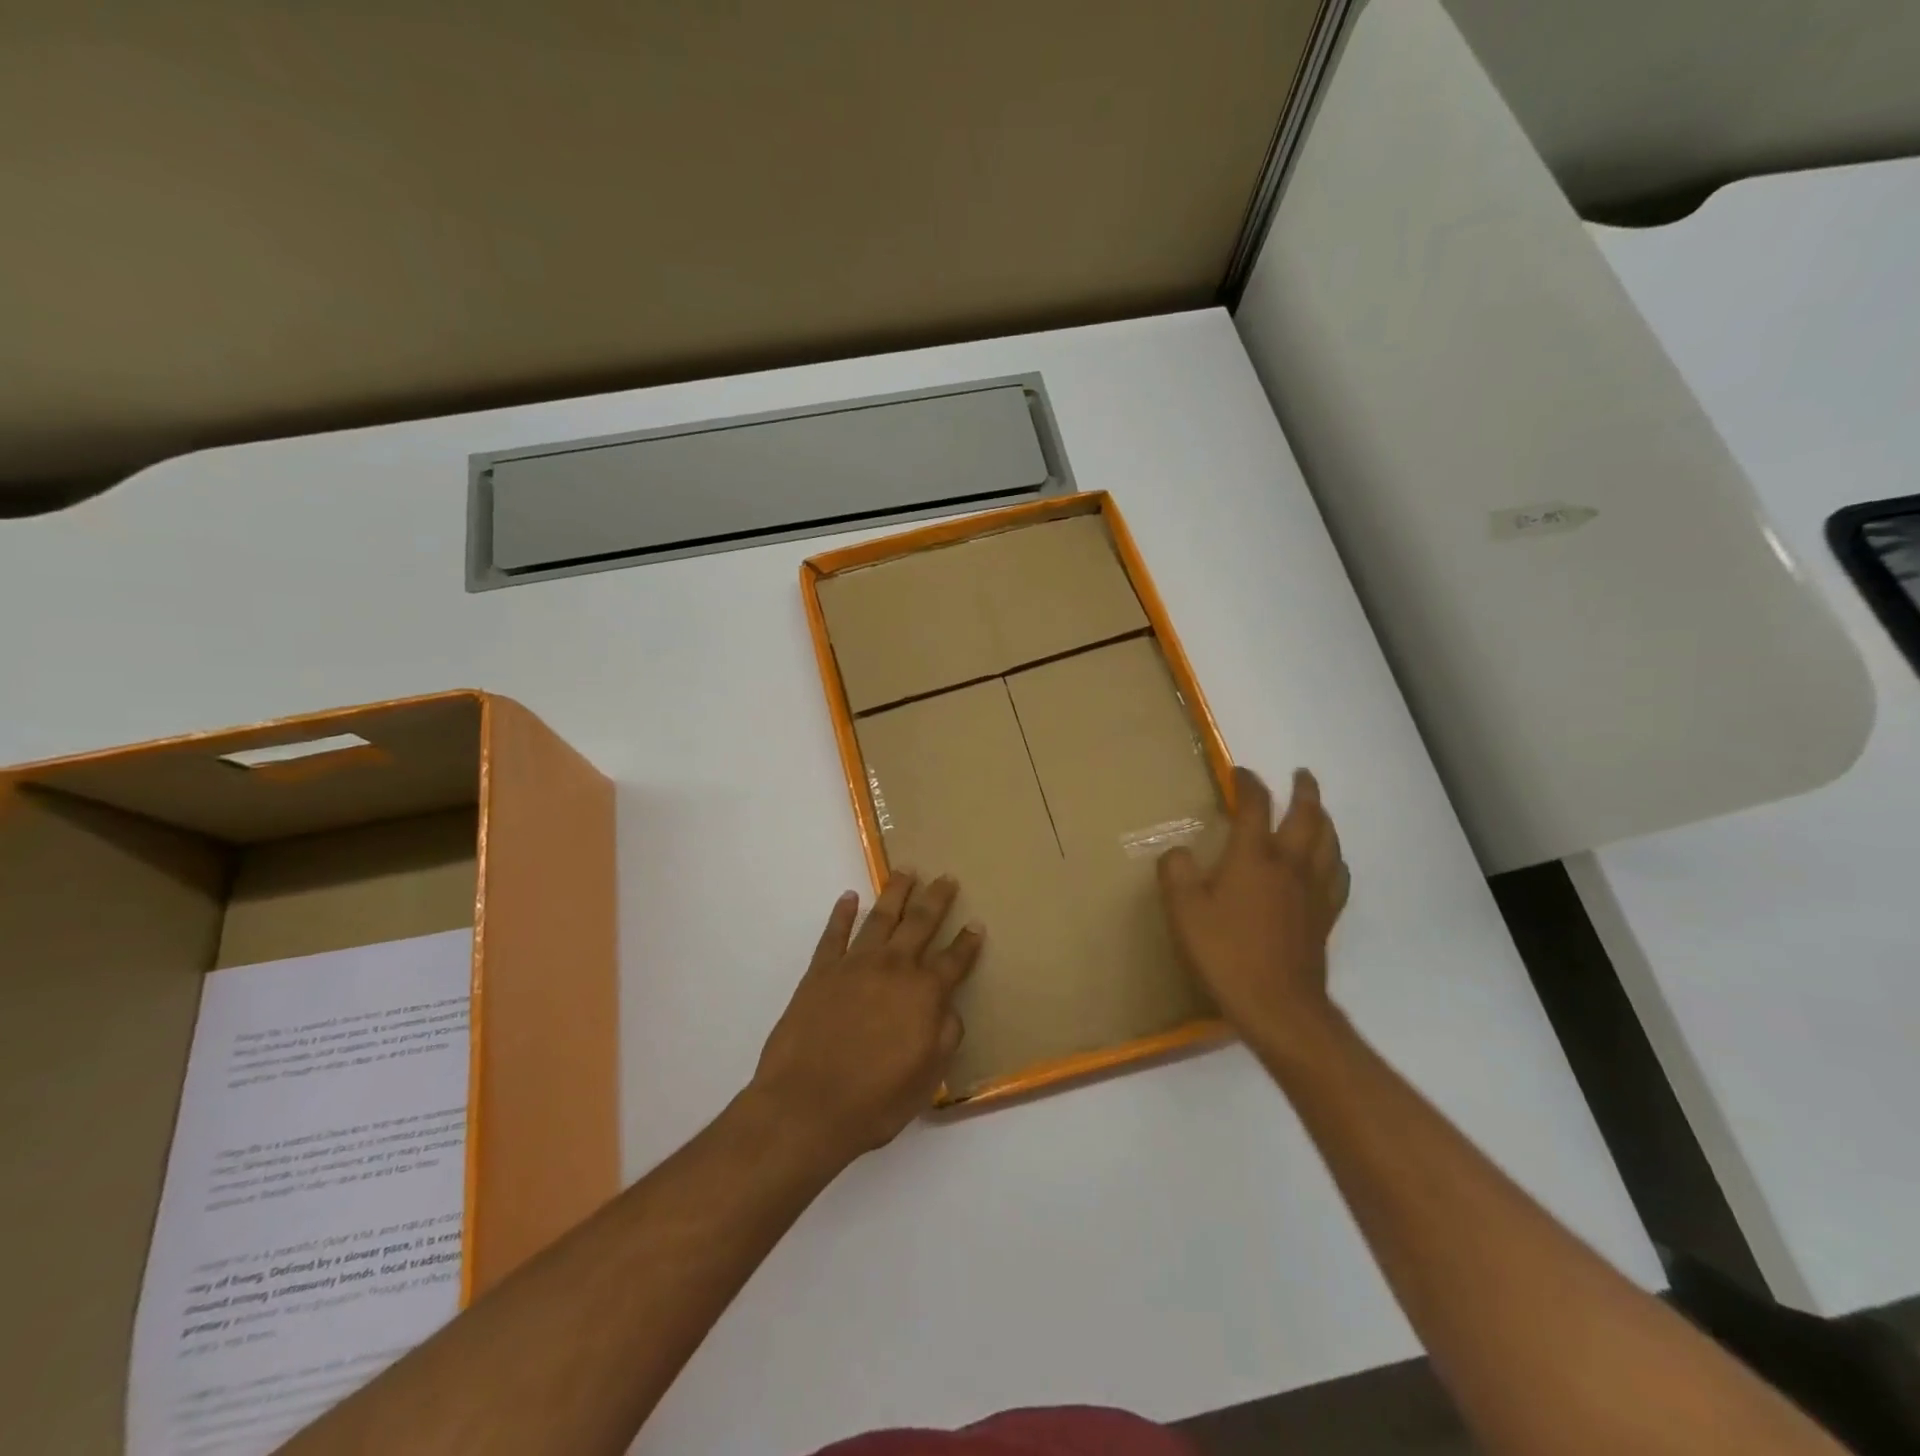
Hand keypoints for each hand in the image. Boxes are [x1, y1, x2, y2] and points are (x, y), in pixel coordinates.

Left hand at [749, 872, 982, 1164]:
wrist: (807, 1105)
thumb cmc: (876, 1100)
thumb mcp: (928, 1077)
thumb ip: (945, 1035)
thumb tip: (949, 1008)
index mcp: (924, 993)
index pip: (953, 960)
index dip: (967, 943)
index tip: (977, 923)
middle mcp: (893, 968)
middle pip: (920, 923)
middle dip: (936, 899)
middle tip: (946, 877)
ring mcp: (854, 965)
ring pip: (880, 917)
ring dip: (895, 892)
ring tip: (906, 871)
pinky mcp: (820, 971)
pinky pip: (834, 934)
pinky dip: (841, 913)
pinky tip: (848, 897)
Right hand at [1158, 767, 1349, 1061]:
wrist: (1277, 1006)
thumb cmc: (1225, 954)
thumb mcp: (1184, 912)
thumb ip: (1176, 873)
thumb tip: (1178, 853)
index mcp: (1253, 857)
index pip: (1255, 807)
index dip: (1248, 784)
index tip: (1239, 773)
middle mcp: (1289, 865)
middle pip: (1307, 816)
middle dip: (1303, 791)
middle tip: (1301, 774)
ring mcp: (1313, 892)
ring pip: (1329, 842)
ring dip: (1324, 818)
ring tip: (1318, 810)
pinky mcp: (1325, 917)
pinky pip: (1337, 877)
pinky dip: (1335, 859)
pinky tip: (1331, 862)